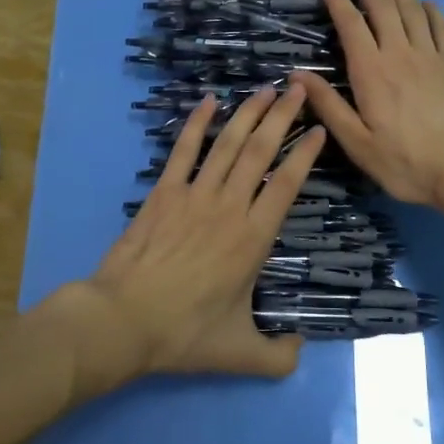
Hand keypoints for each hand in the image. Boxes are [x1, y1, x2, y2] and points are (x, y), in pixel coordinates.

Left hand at [84, 84, 325, 378]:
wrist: (123, 320)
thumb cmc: (184, 334)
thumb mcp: (240, 355)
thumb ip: (277, 356)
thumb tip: (299, 350)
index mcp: (253, 238)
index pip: (287, 184)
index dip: (306, 154)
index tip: (320, 130)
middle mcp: (229, 207)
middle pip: (261, 151)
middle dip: (283, 117)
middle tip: (299, 88)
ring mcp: (194, 195)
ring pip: (228, 144)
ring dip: (248, 113)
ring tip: (266, 88)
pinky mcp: (164, 193)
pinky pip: (184, 151)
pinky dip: (196, 124)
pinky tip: (208, 101)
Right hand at [293, 0, 443, 207]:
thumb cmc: (404, 161)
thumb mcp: (357, 142)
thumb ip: (328, 105)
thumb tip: (297, 75)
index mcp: (371, 71)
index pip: (351, 24)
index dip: (338, 2)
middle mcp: (400, 53)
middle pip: (382, 5)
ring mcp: (431, 55)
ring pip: (412, 8)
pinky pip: (443, 25)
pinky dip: (431, 9)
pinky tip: (426, 4)